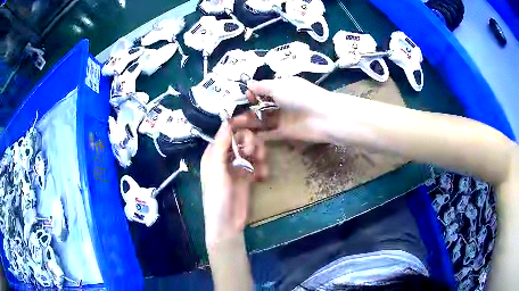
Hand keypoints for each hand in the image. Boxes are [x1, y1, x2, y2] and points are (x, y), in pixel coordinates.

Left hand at [200, 123, 267, 246]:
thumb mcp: (217, 169)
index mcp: (214, 153)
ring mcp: (238, 167)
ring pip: (252, 150)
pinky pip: (258, 164)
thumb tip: (227, 121)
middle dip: (251, 142)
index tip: (252, 120)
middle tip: (254, 152)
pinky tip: (261, 177)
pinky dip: (262, 167)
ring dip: (259, 154)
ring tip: (260, 165)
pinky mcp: (248, 176)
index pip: (226, 131)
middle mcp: (226, 157)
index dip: (238, 124)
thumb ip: (221, 145)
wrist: (227, 222)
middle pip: (242, 139)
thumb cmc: (217, 196)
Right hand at [232, 77, 333, 141]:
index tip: (241, 97)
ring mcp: (284, 118)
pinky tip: (246, 136)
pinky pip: (270, 133)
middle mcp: (281, 102)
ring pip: (262, 120)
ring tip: (233, 125)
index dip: (251, 94)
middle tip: (229, 116)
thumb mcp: (280, 86)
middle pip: (260, 107)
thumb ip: (263, 86)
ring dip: (249, 122)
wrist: (324, 117)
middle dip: (246, 110)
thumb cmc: (301, 96)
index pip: (263, 90)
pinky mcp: (286, 132)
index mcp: (282, 88)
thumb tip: (249, 83)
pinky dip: (259, 134)